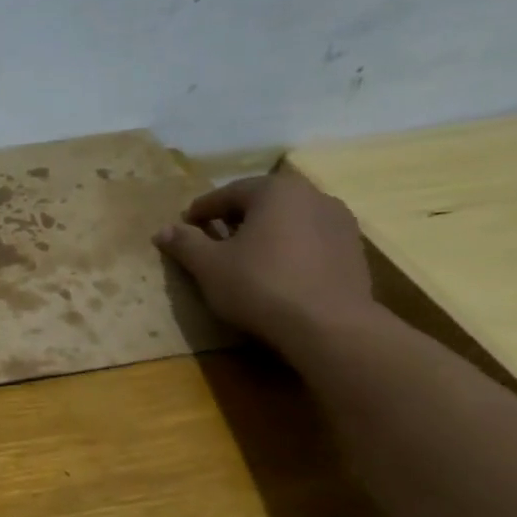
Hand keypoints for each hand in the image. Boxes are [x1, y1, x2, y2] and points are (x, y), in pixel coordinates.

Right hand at [153, 171, 377, 349]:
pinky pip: (310, 240)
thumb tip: (163, 230)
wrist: (329, 326)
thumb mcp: (209, 266)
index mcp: (275, 190)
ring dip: (265, 232)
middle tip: (213, 239)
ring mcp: (339, 222)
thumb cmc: (260, 286)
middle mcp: (312, 195)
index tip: (185, 226)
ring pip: (289, 220)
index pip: (228, 193)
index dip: (201, 210)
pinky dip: (289, 248)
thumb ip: (185, 243)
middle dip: (235, 218)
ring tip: (246, 257)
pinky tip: (277, 271)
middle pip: (262, 202)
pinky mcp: (353, 250)